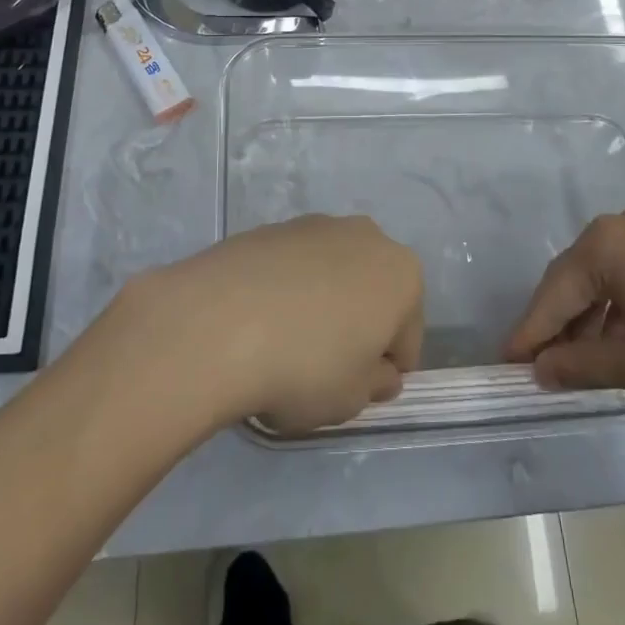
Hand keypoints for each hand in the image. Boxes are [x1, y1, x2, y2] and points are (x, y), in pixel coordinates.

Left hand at [131, 215, 424, 435]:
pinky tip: (258, 322)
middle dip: (358, 325)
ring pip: (332, 274)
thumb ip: (377, 383)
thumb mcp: (353, 398)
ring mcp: (314, 225)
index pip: (408, 334)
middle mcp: (366, 236)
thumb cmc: (305, 367)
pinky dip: (285, 290)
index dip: (387, 369)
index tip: (360, 392)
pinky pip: (291, 267)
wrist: (217, 323)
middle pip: (372, 292)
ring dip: (322, 303)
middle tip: (326, 368)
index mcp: (402, 274)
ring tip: (285, 344)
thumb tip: (379, 371)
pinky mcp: (269, 227)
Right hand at [503, 211, 624, 410]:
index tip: (506, 367)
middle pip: (574, 280)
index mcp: (603, 245)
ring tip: (580, 363)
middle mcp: (621, 228)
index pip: (552, 293)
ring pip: (603, 279)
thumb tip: (539, 368)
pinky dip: (618, 309)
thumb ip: (581, 363)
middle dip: (557, 326)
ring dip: (588, 320)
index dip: (529, 334)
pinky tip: (622, 341)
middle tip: (540, 369)